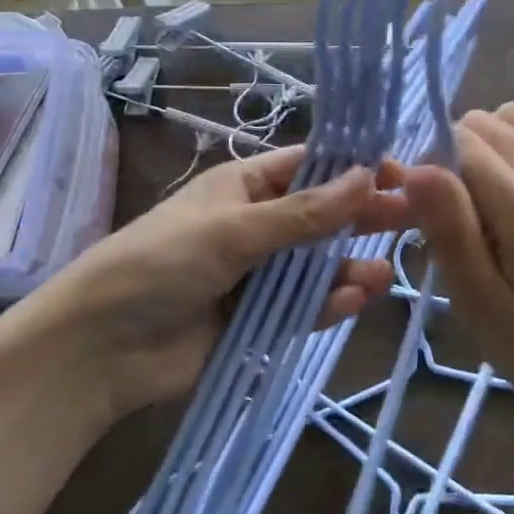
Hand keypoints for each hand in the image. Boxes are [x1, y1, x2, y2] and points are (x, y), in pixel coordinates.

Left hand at [12, 147, 409, 424]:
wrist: (101, 347)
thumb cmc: (162, 263)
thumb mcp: (234, 230)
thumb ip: (304, 213)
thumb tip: (368, 176)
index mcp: (243, 186)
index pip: (309, 166)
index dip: (353, 167)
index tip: (399, 172)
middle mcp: (256, 224)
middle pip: (321, 215)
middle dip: (362, 216)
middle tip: (412, 218)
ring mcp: (258, 273)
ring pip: (318, 265)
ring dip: (349, 266)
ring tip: (385, 273)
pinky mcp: (259, 318)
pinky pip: (304, 306)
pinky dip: (329, 303)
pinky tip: (356, 299)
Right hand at [403, 104, 513, 438]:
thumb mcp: (479, 299)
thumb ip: (450, 227)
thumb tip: (415, 168)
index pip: (462, 141)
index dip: (429, 166)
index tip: (418, 212)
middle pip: (482, 122)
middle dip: (450, 156)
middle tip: (444, 216)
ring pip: (506, 121)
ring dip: (477, 150)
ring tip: (472, 206)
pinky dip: (503, 154)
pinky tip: (500, 203)